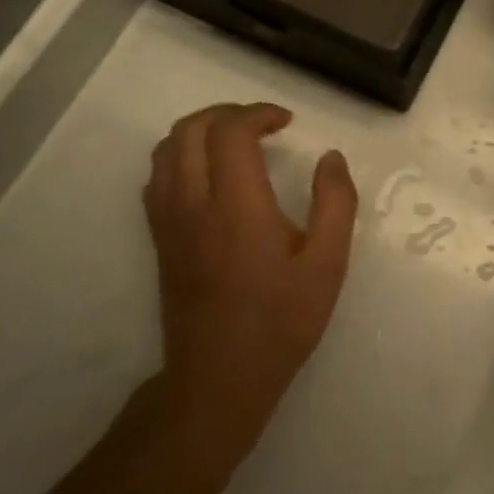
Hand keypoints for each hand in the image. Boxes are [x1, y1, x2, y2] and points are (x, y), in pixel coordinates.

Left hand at [141, 104, 358, 444]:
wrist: (217, 380)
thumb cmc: (279, 321)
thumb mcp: (328, 264)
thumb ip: (336, 202)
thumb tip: (331, 157)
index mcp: (237, 207)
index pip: (230, 131)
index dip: (259, 113)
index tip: (287, 122)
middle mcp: (194, 205)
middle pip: (190, 129)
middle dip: (228, 113)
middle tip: (263, 124)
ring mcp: (169, 222)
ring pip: (167, 149)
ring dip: (201, 130)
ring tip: (238, 142)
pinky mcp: (159, 239)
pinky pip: (158, 177)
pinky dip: (182, 156)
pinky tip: (212, 174)